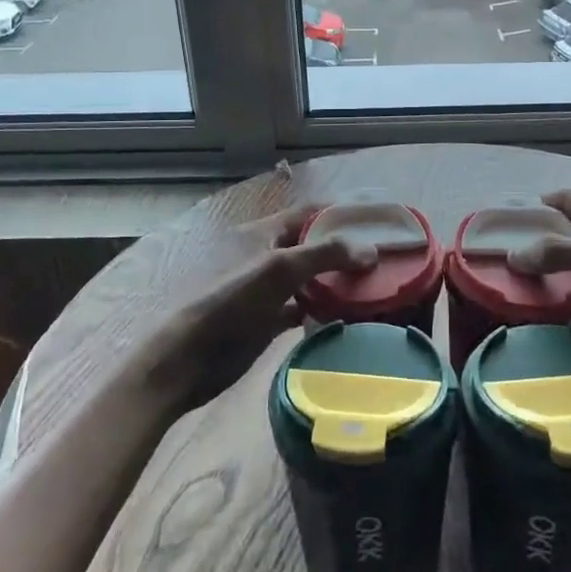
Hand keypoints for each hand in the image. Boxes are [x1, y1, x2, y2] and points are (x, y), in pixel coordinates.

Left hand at [149, 204, 377, 409]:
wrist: (187, 359)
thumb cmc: (230, 302)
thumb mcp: (278, 269)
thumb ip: (325, 255)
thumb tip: (371, 251)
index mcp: (262, 232)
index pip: (309, 213)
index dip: (341, 213)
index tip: (377, 223)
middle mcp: (265, 255)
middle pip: (311, 244)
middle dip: (344, 249)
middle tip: (383, 258)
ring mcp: (266, 289)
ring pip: (309, 277)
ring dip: (336, 280)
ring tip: (374, 286)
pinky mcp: (267, 319)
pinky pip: (303, 306)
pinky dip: (324, 308)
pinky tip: (348, 315)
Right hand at [507, 189, 570, 375]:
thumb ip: (566, 254)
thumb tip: (513, 255)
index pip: (567, 201)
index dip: (535, 209)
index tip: (499, 226)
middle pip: (570, 233)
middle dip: (539, 244)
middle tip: (499, 263)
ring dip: (554, 275)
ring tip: (515, 289)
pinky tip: (549, 311)